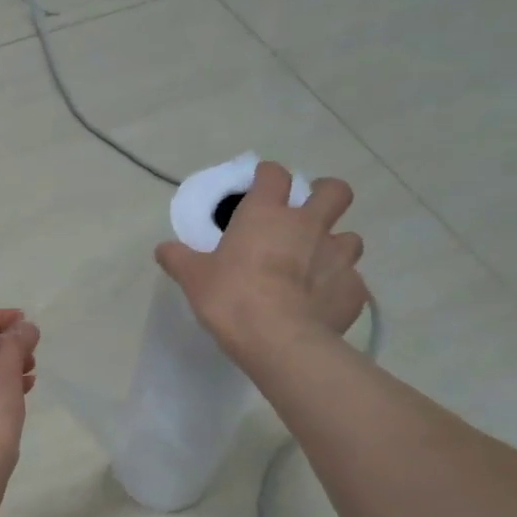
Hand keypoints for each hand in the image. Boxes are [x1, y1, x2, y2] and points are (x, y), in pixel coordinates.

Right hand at [156, 162, 366, 365]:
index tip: (261, 184)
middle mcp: (309, 225)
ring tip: (317, 264)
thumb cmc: (232, 298)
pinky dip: (339, 287)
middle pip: (334, 191)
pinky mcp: (354, 290)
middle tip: (307, 213)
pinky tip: (322, 302)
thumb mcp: (194, 278)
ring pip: (350, 237)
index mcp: (267, 215)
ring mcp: (337, 256)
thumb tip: (162, 248)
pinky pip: (351, 281)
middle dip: (324, 195)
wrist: (279, 340)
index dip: (268, 175)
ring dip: (336, 245)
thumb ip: (179, 259)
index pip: (274, 175)